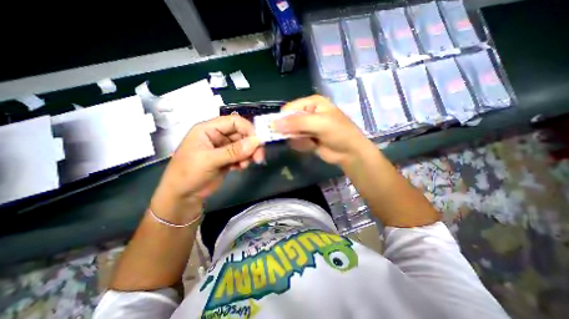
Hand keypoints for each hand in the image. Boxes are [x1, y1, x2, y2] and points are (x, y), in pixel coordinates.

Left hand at [148, 115, 264, 220]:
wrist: (183, 196)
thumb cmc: (188, 173)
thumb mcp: (210, 160)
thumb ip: (234, 151)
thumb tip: (257, 141)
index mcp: (209, 129)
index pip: (234, 122)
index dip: (248, 129)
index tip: (258, 142)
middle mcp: (217, 136)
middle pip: (241, 134)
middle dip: (251, 145)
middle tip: (258, 158)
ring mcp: (223, 148)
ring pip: (243, 146)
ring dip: (248, 155)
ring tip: (245, 166)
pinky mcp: (227, 159)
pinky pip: (242, 156)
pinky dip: (244, 161)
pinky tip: (240, 169)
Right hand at [274, 94, 376, 167]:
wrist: (349, 152)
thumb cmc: (338, 133)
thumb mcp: (318, 124)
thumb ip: (296, 123)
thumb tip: (273, 124)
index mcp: (311, 103)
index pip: (289, 108)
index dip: (282, 119)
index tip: (279, 130)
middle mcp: (307, 113)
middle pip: (288, 121)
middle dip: (292, 132)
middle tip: (301, 137)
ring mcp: (306, 127)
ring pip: (290, 133)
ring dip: (299, 140)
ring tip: (311, 142)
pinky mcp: (306, 138)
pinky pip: (296, 142)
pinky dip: (302, 145)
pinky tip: (312, 146)